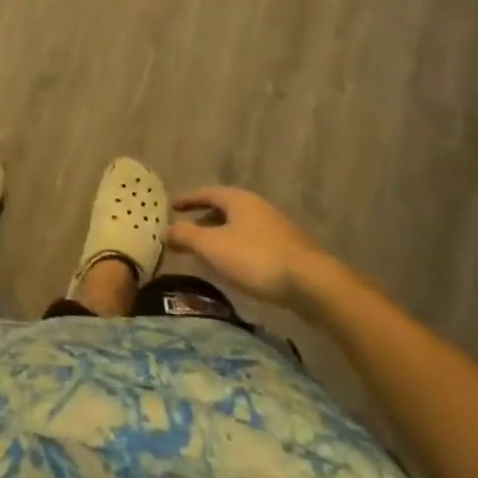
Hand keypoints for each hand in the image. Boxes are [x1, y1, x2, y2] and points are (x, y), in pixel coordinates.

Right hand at [165, 187, 349, 314]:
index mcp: (238, 199)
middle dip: (204, 220)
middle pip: (224, 209)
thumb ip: (186, 236)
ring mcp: (275, 228)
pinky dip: (238, 250)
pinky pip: (253, 243)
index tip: (172, 207)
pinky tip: (236, 269)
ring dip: (221, 237)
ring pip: (240, 227)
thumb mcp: (213, 247)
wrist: (312, 284)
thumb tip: (165, 229)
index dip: (188, 200)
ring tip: (208, 255)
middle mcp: (257, 207)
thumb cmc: (256, 259)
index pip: (206, 193)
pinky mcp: (288, 250)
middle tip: (187, 234)